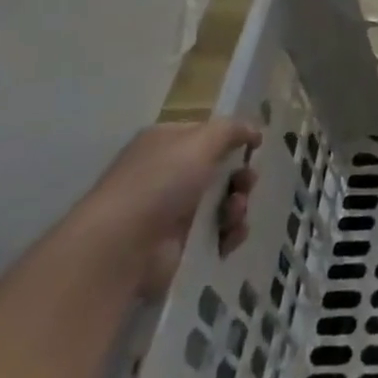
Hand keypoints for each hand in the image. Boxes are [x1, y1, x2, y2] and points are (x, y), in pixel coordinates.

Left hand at [82, 119, 258, 296]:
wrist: (121, 247)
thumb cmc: (160, 182)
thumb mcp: (202, 140)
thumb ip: (232, 130)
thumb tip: (254, 130)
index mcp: (167, 143)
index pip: (208, 135)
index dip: (233, 140)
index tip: (256, 148)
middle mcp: (168, 174)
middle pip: (220, 170)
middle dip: (241, 177)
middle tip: (247, 184)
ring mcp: (173, 212)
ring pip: (223, 203)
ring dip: (238, 206)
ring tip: (234, 213)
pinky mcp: (180, 246)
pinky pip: (217, 234)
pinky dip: (229, 234)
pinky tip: (230, 236)